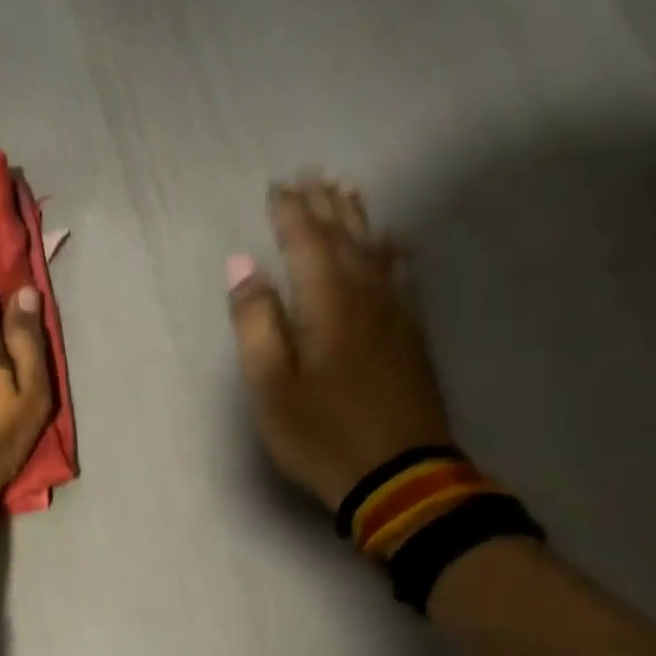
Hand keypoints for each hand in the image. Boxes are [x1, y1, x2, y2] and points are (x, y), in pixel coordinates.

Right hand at [226, 178, 451, 507]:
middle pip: (346, 239)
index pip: (307, 243)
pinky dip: (392, 252)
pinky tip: (393, 244)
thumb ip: (256, 323)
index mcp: (328, 305)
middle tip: (313, 177)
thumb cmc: (321, 434)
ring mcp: (396, 317)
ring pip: (377, 252)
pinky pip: (401, 277)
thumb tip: (244, 268)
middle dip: (327, 207)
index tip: (278, 187)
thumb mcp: (270, 386)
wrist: (399, 477)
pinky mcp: (411, 338)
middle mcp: (367, 298)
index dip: (291, 213)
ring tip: (348, 193)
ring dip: (359, 220)